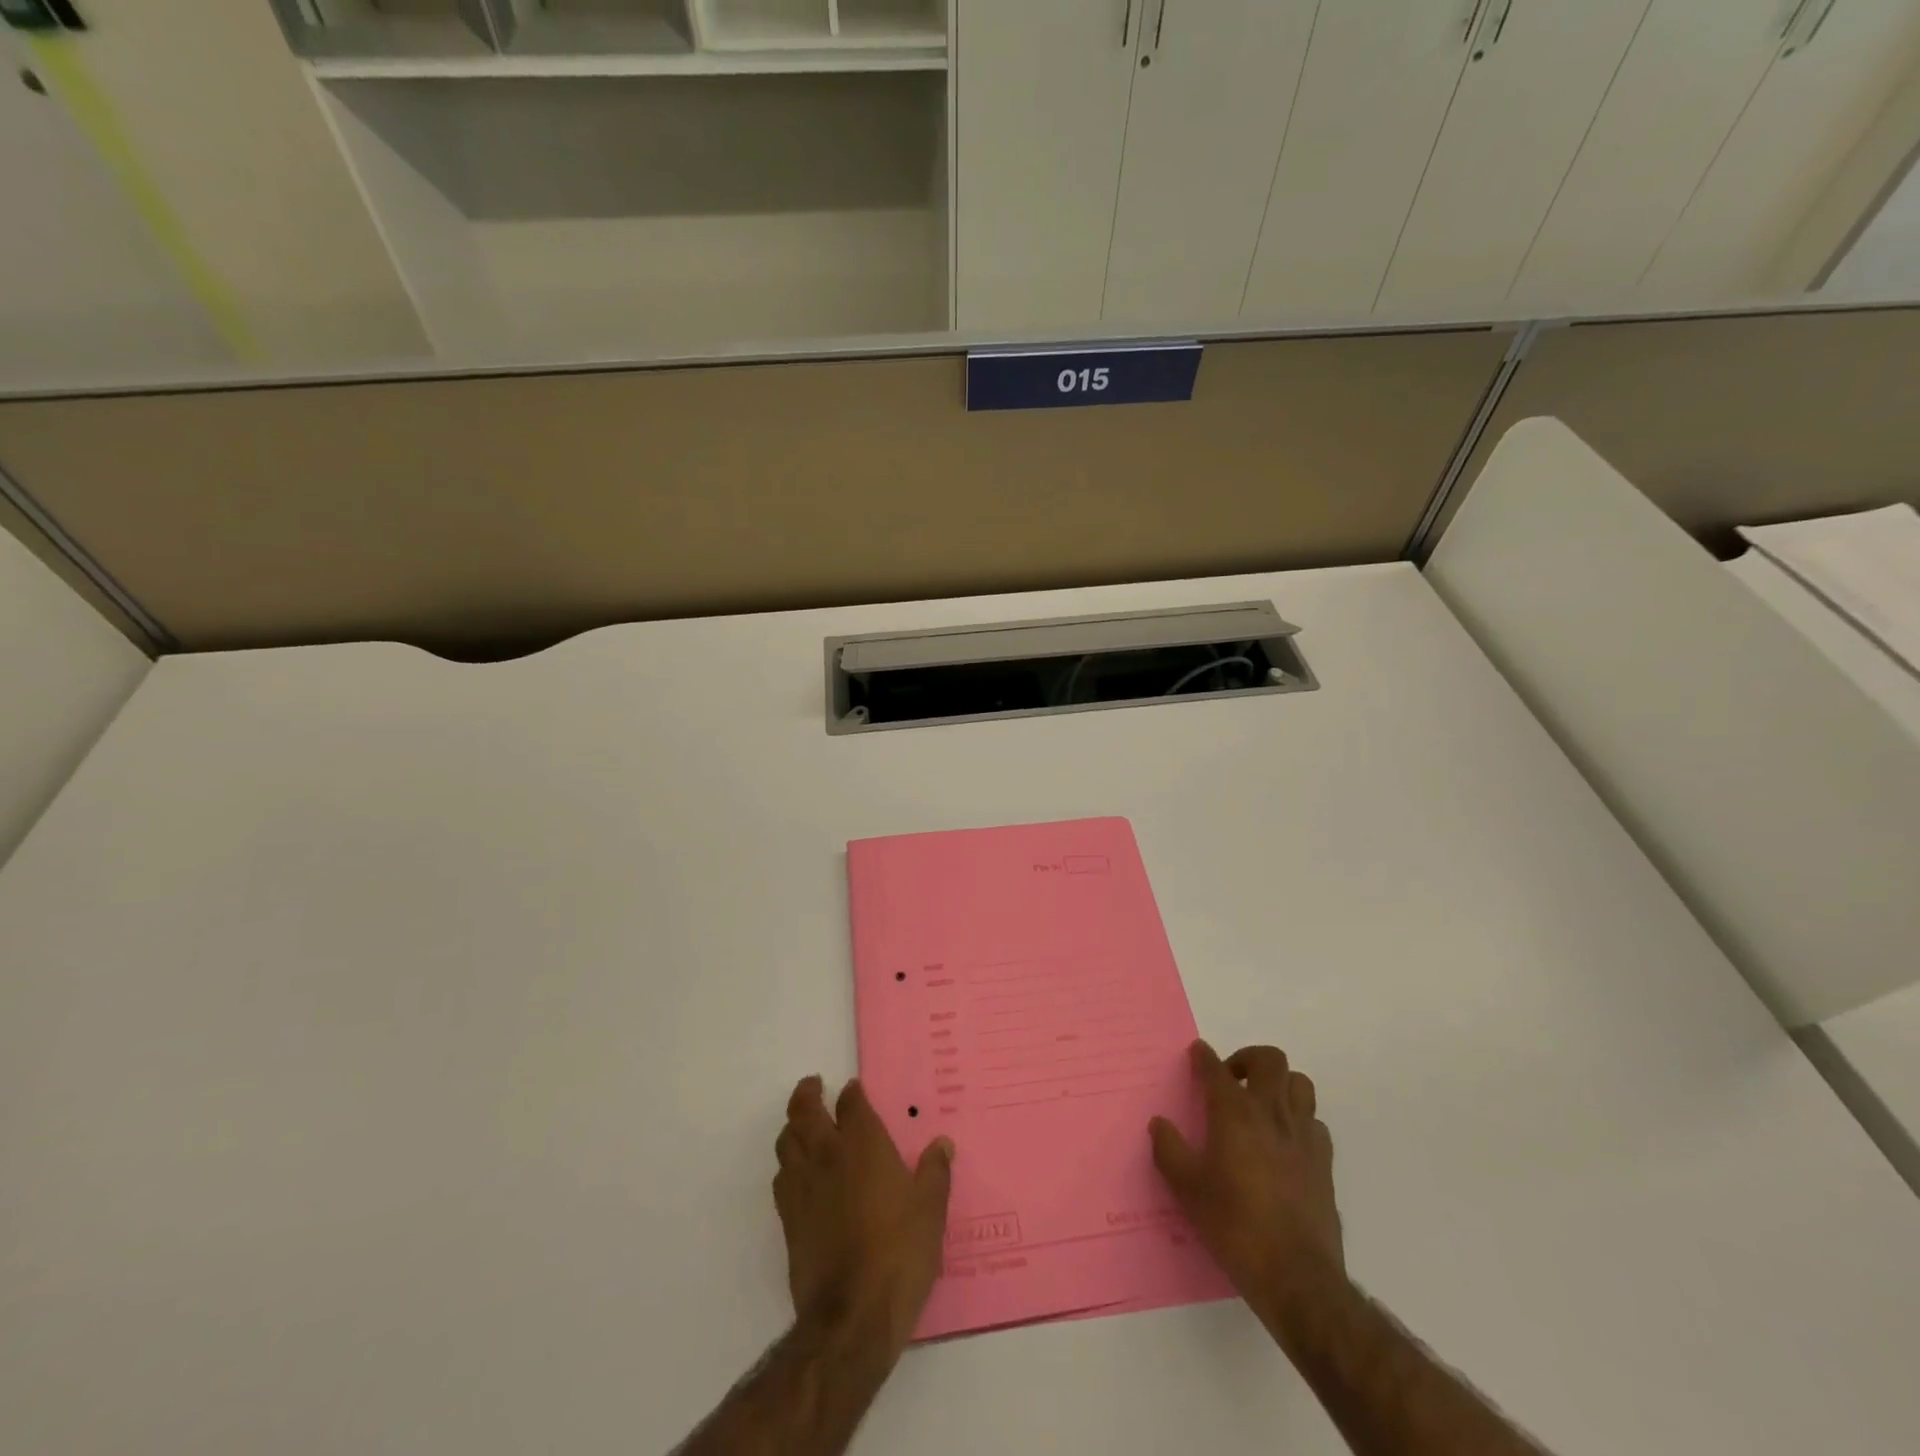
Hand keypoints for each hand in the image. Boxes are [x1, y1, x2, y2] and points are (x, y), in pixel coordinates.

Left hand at [773, 1076, 953, 1358]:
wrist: (852, 1315)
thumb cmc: (899, 1252)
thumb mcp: (931, 1209)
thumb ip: (935, 1171)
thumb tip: (941, 1144)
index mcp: (862, 1145)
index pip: (850, 1103)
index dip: (852, 1093)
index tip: (854, 1089)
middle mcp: (827, 1156)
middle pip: (805, 1111)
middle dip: (808, 1093)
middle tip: (814, 1085)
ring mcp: (803, 1187)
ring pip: (786, 1141)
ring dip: (793, 1126)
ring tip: (802, 1125)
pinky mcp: (788, 1220)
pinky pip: (781, 1178)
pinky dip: (788, 1165)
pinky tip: (798, 1174)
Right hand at [1149, 1041, 1342, 1317]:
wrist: (1297, 1277)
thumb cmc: (1235, 1226)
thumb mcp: (1188, 1189)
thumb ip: (1169, 1150)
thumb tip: (1159, 1124)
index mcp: (1234, 1113)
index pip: (1217, 1069)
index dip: (1204, 1057)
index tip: (1197, 1053)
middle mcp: (1271, 1113)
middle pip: (1270, 1060)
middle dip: (1248, 1058)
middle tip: (1232, 1078)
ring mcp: (1303, 1137)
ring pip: (1300, 1084)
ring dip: (1280, 1084)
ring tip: (1262, 1103)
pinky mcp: (1324, 1163)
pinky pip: (1315, 1123)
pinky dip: (1299, 1120)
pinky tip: (1286, 1141)